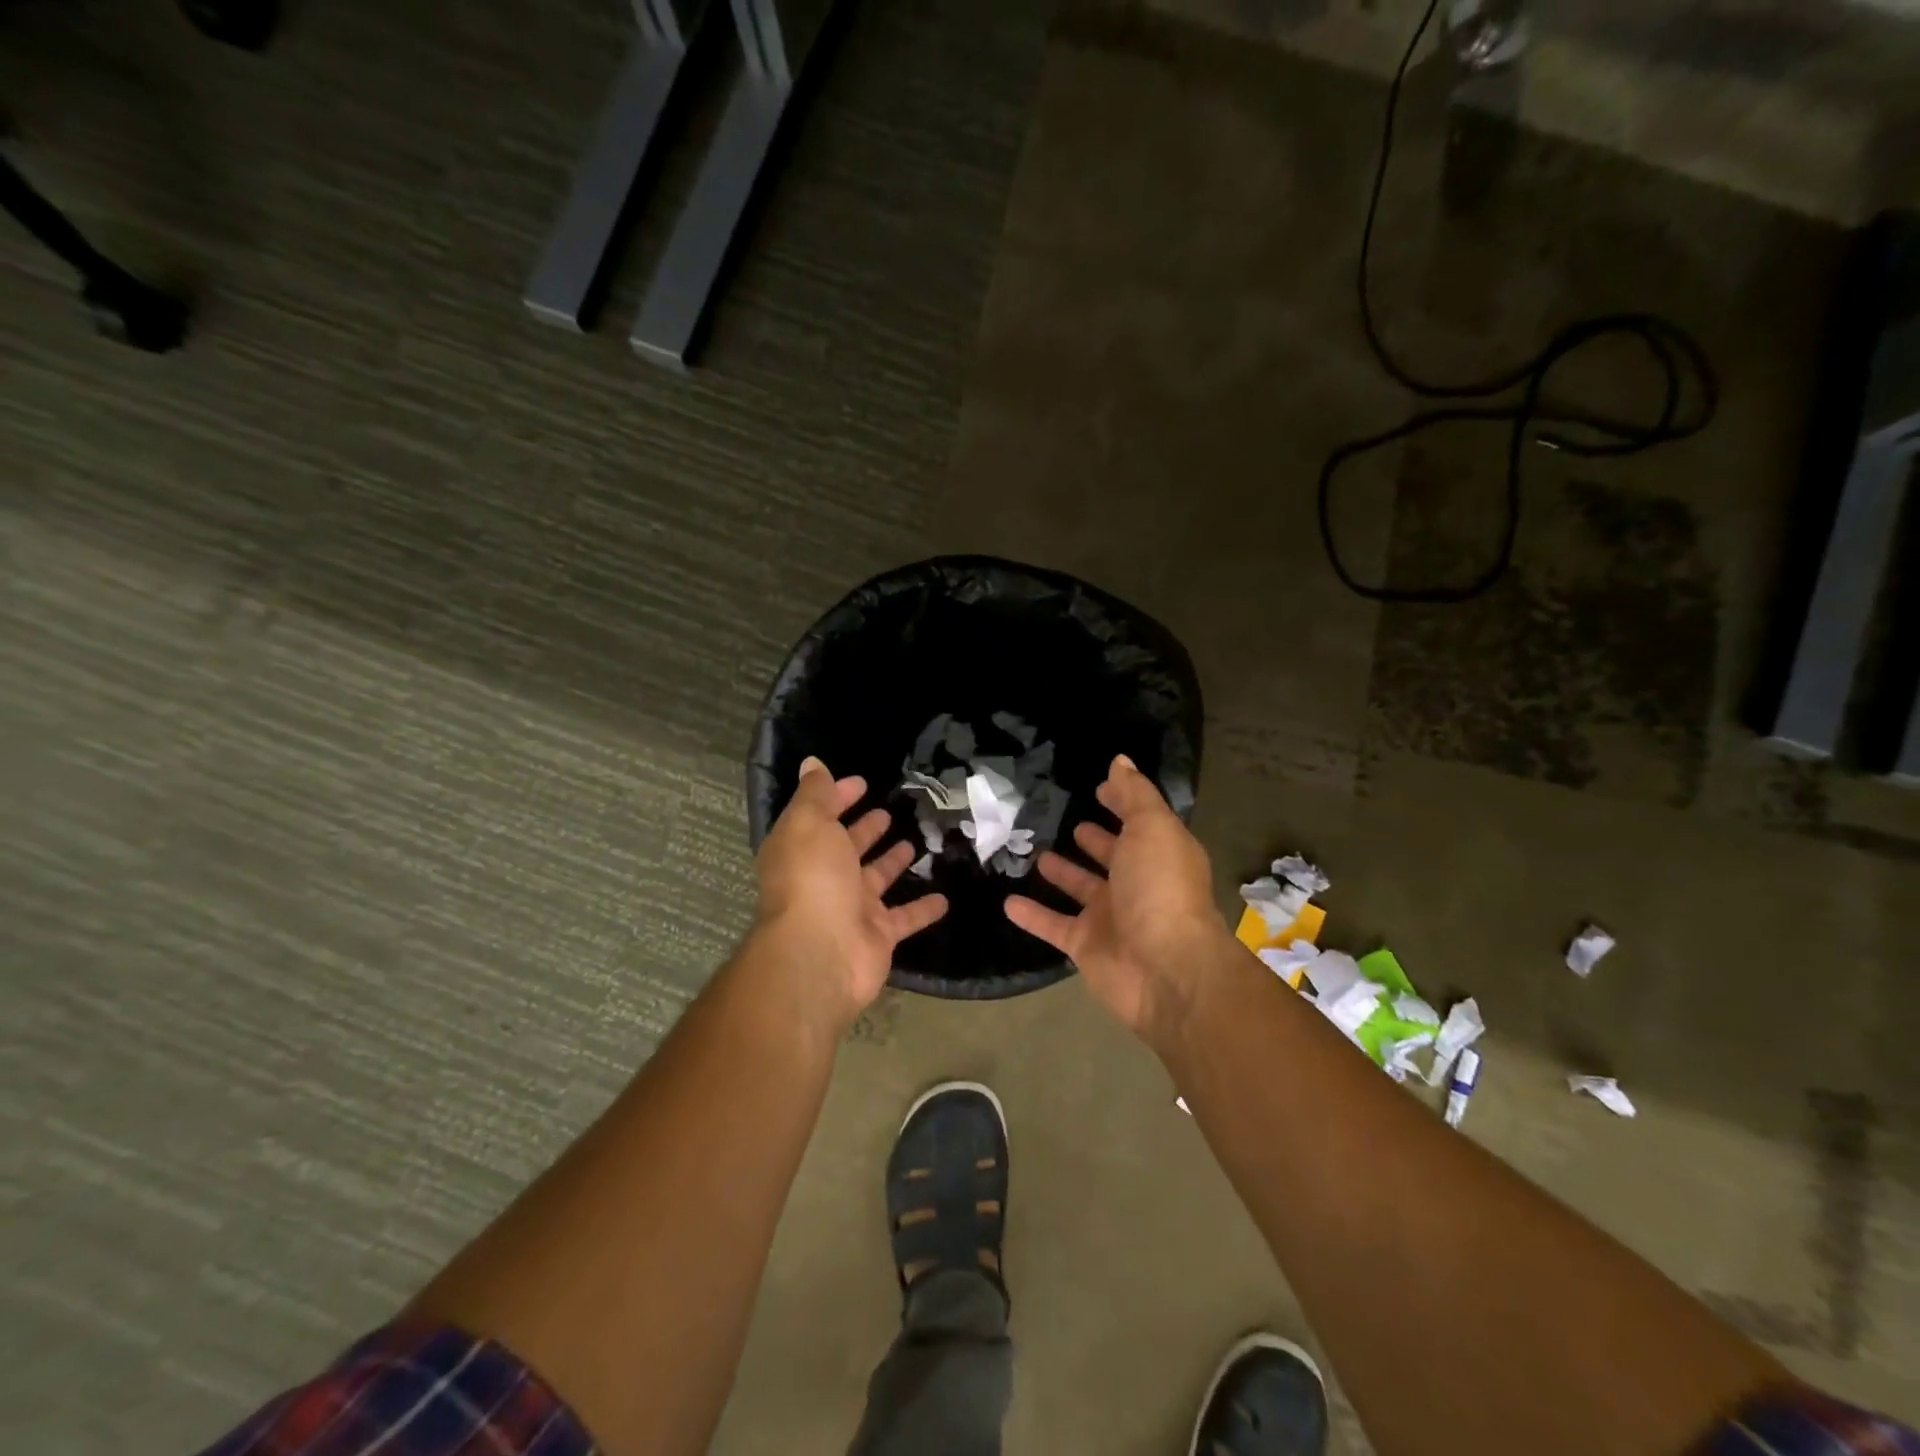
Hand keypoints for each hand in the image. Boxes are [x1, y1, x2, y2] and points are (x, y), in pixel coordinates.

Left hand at [752, 756, 947, 1032]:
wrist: (821, 955)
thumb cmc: (813, 880)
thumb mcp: (809, 825)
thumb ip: (815, 794)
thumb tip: (812, 764)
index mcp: (803, 850)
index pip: (820, 816)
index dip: (838, 797)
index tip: (862, 783)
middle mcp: (824, 878)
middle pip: (847, 848)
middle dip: (864, 829)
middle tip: (889, 812)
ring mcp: (851, 908)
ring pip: (877, 879)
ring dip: (892, 862)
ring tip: (915, 842)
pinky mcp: (878, 935)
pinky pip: (906, 917)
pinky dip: (924, 908)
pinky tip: (945, 896)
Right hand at [1004, 755, 1227, 1042]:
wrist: (1165, 970)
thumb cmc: (1160, 889)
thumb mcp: (1152, 829)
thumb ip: (1134, 795)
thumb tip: (1120, 760)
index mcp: (1158, 854)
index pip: (1138, 823)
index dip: (1121, 804)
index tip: (1097, 788)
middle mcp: (1136, 884)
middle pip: (1112, 857)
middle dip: (1094, 840)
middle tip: (1067, 822)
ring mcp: (1110, 917)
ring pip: (1080, 889)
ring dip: (1062, 873)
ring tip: (1036, 853)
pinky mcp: (1085, 945)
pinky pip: (1052, 924)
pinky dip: (1032, 914)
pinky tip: (1007, 900)